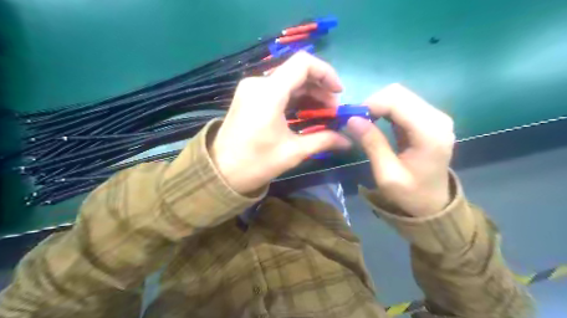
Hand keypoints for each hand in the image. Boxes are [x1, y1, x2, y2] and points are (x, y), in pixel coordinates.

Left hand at [210, 52, 352, 193]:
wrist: (221, 173)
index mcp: (269, 93)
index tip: (338, 93)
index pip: (303, 63)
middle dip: (319, 89)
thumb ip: (323, 140)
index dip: (326, 73)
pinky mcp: (248, 97)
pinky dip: (294, 98)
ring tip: (322, 114)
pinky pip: (276, 90)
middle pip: (296, 72)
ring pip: (287, 81)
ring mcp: (250, 89)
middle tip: (332, 111)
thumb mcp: (293, 152)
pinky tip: (304, 113)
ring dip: (308, 94)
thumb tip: (348, 141)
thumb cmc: (256, 163)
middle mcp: (258, 83)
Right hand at [345, 82, 454, 215]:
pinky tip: (376, 123)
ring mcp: (435, 117)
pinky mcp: (430, 119)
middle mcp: (437, 118)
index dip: (371, 104)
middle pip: (399, 93)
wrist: (433, 204)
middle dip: (373, 103)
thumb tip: (352, 119)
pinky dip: (385, 110)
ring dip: (378, 106)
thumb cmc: (410, 194)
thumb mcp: (386, 174)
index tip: (352, 119)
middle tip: (357, 122)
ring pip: (400, 95)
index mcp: (429, 133)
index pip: (397, 101)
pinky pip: (404, 104)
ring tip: (365, 123)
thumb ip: (372, 144)